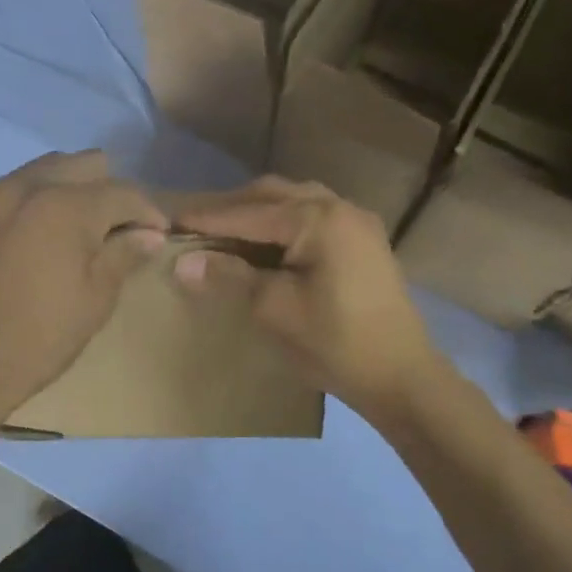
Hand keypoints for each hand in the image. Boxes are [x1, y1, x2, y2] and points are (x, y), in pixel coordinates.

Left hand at [0, 151, 168, 421]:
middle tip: (115, 229)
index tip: (158, 232)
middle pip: (83, 164)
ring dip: (68, 190)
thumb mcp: (96, 299)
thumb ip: (125, 254)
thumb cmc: (41, 337)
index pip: (123, 191)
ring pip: (43, 170)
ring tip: (74, 229)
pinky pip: (8, 191)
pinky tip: (32, 239)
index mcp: (66, 206)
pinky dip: (30, 204)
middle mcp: (26, 186)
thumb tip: (149, 233)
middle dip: (108, 190)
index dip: (148, 211)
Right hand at [170, 177, 443, 420]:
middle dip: (232, 208)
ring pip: (295, 202)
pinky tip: (266, 244)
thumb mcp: (274, 309)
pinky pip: (314, 217)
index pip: (249, 213)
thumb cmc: (334, 342)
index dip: (208, 219)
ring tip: (226, 233)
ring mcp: (357, 222)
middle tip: (196, 226)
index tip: (171, 222)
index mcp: (318, 219)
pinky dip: (283, 224)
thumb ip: (229, 277)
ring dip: (258, 213)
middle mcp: (339, 207)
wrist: (401, 376)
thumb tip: (182, 263)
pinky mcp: (364, 242)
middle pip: (273, 196)